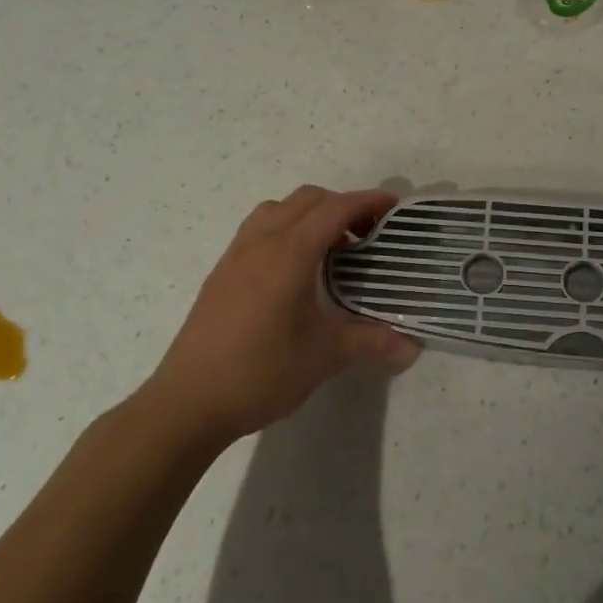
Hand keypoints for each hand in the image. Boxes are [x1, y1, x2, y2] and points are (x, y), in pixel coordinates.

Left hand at [143, 186, 420, 443]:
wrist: (187, 403)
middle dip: (342, 206)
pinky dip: (286, 230)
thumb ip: (372, 342)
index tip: (396, 207)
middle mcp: (261, 242)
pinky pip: (259, 229)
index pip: (336, 209)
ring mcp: (236, 255)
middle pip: (307, 200)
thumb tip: (414, 347)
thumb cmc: (261, 371)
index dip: (368, 201)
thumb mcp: (325, 356)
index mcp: (290, 252)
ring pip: (278, 210)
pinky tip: (296, 271)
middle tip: (369, 233)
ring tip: (332, 248)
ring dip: (310, 214)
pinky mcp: (221, 274)